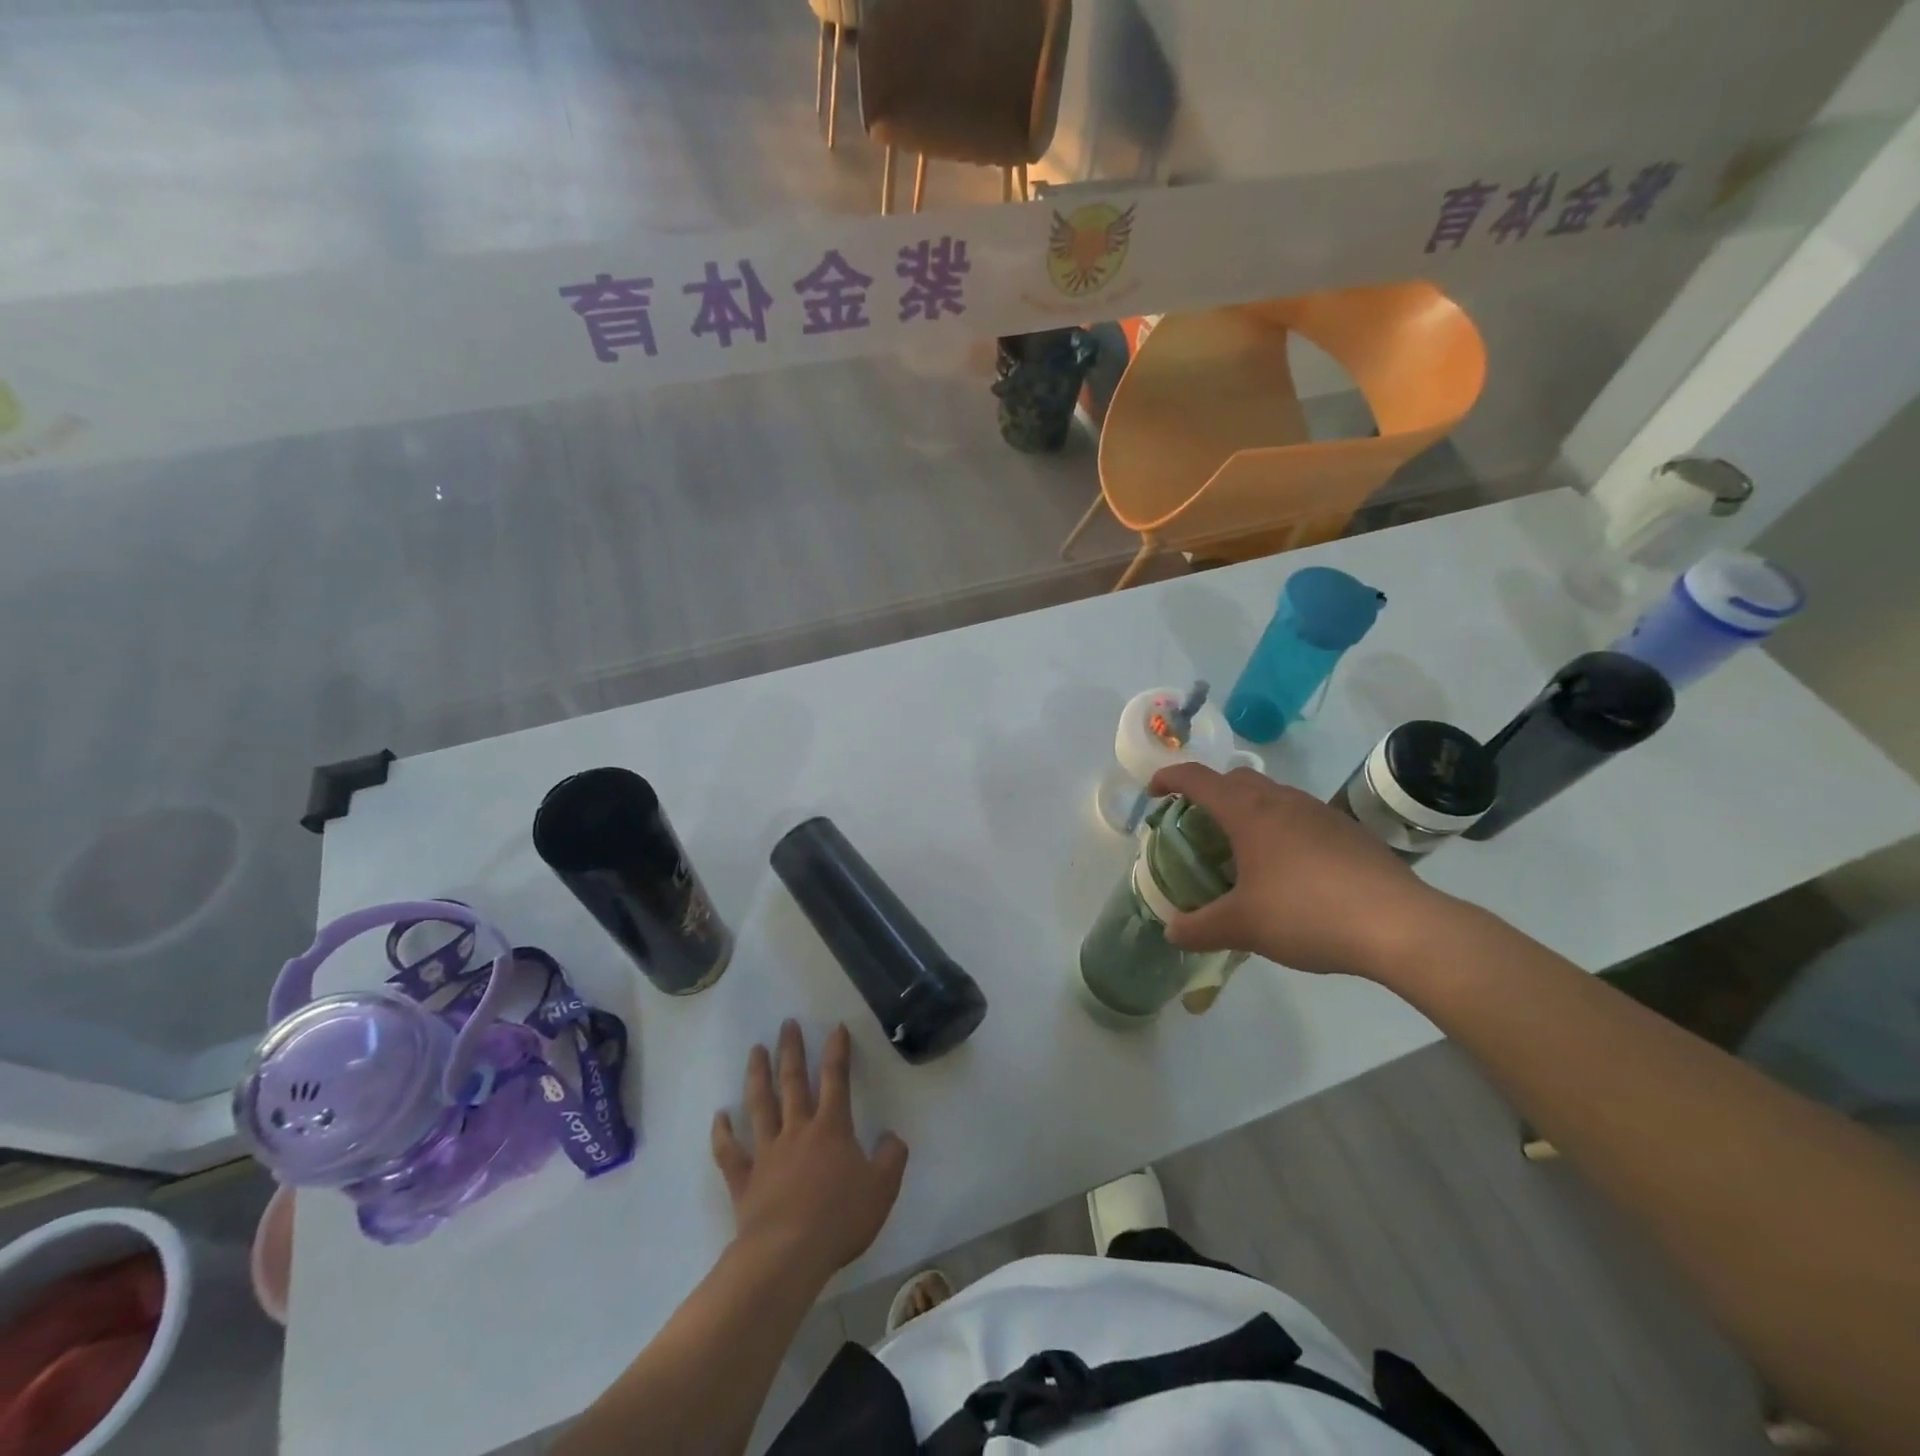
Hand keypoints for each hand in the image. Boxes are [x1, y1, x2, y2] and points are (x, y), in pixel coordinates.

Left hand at [711, 1021, 907, 1281]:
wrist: (787, 1256)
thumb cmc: (839, 1219)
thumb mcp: (882, 1189)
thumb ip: (892, 1158)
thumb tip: (893, 1137)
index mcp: (831, 1128)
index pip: (836, 1079)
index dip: (837, 1051)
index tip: (835, 1027)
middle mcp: (797, 1130)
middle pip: (793, 1082)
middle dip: (792, 1050)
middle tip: (786, 1023)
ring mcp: (767, 1152)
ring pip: (760, 1105)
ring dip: (758, 1075)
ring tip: (756, 1050)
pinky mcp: (744, 1179)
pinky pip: (730, 1151)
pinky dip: (722, 1132)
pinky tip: (720, 1116)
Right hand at [1146, 762, 1449, 978]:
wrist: (1400, 925)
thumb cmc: (1307, 913)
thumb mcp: (1243, 926)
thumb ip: (1200, 928)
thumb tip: (1172, 932)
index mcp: (1249, 812)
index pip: (1198, 778)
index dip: (1169, 779)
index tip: (1153, 792)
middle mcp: (1282, 800)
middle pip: (1236, 779)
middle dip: (1210, 794)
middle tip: (1198, 827)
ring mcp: (1320, 812)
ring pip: (1272, 796)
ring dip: (1248, 811)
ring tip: (1241, 852)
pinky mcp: (1349, 831)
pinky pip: (1300, 817)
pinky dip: (1280, 829)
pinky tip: (1289, 871)